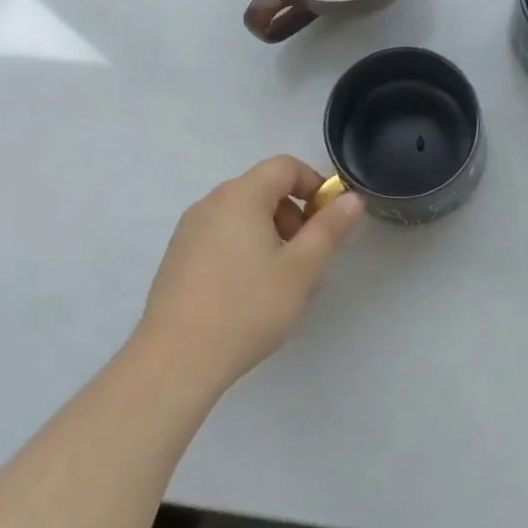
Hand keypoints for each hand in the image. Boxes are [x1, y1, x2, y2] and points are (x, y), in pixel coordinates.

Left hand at [137, 156, 365, 393]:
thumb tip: (352, 199)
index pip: (285, 166)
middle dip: (293, 214)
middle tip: (307, 257)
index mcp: (241, 195)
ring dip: (270, 233)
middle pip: (263, 188)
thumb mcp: (301, 269)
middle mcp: (211, 202)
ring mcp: (189, 229)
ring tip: (281, 279)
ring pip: (242, 214)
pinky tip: (248, 292)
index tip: (329, 222)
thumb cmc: (246, 307)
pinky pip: (221, 235)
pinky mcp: (177, 256)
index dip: (315, 185)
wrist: (175, 360)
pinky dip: (244, 247)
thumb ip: (329, 228)